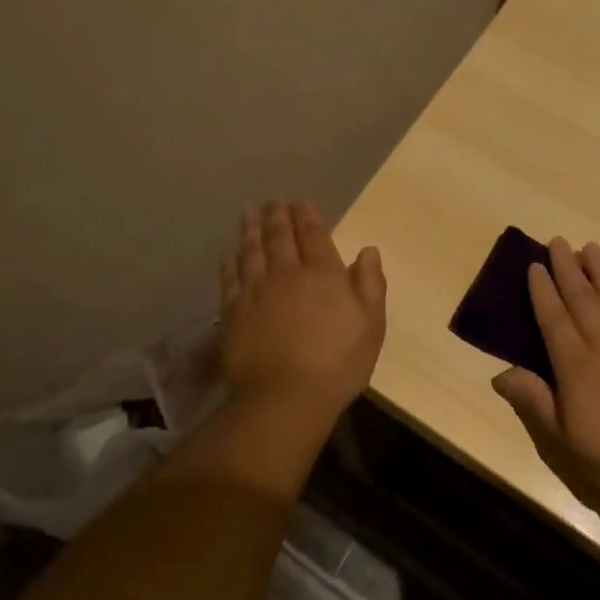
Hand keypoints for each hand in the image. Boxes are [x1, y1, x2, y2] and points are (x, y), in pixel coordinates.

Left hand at [218, 201, 386, 428]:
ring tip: (249, 213)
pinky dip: (230, 260)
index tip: (300, 202)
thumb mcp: (371, 326)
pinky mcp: (233, 311)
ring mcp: (256, 290)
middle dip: (276, 215)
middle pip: (279, 235)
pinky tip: (229, 252)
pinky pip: (230, 277)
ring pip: (251, 249)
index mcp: (323, 273)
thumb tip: (368, 250)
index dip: (306, 215)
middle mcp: (287, 273)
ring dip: (250, 229)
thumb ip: (370, 284)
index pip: (312, 233)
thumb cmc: (337, 364)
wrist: (285, 398)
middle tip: (272, 201)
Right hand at [492, 238, 599, 511]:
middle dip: (567, 268)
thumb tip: (499, 374)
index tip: (534, 265)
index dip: (542, 290)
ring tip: (589, 247)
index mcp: (576, 366)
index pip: (553, 318)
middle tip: (558, 241)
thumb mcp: (564, 443)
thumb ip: (534, 403)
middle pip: (582, 298)